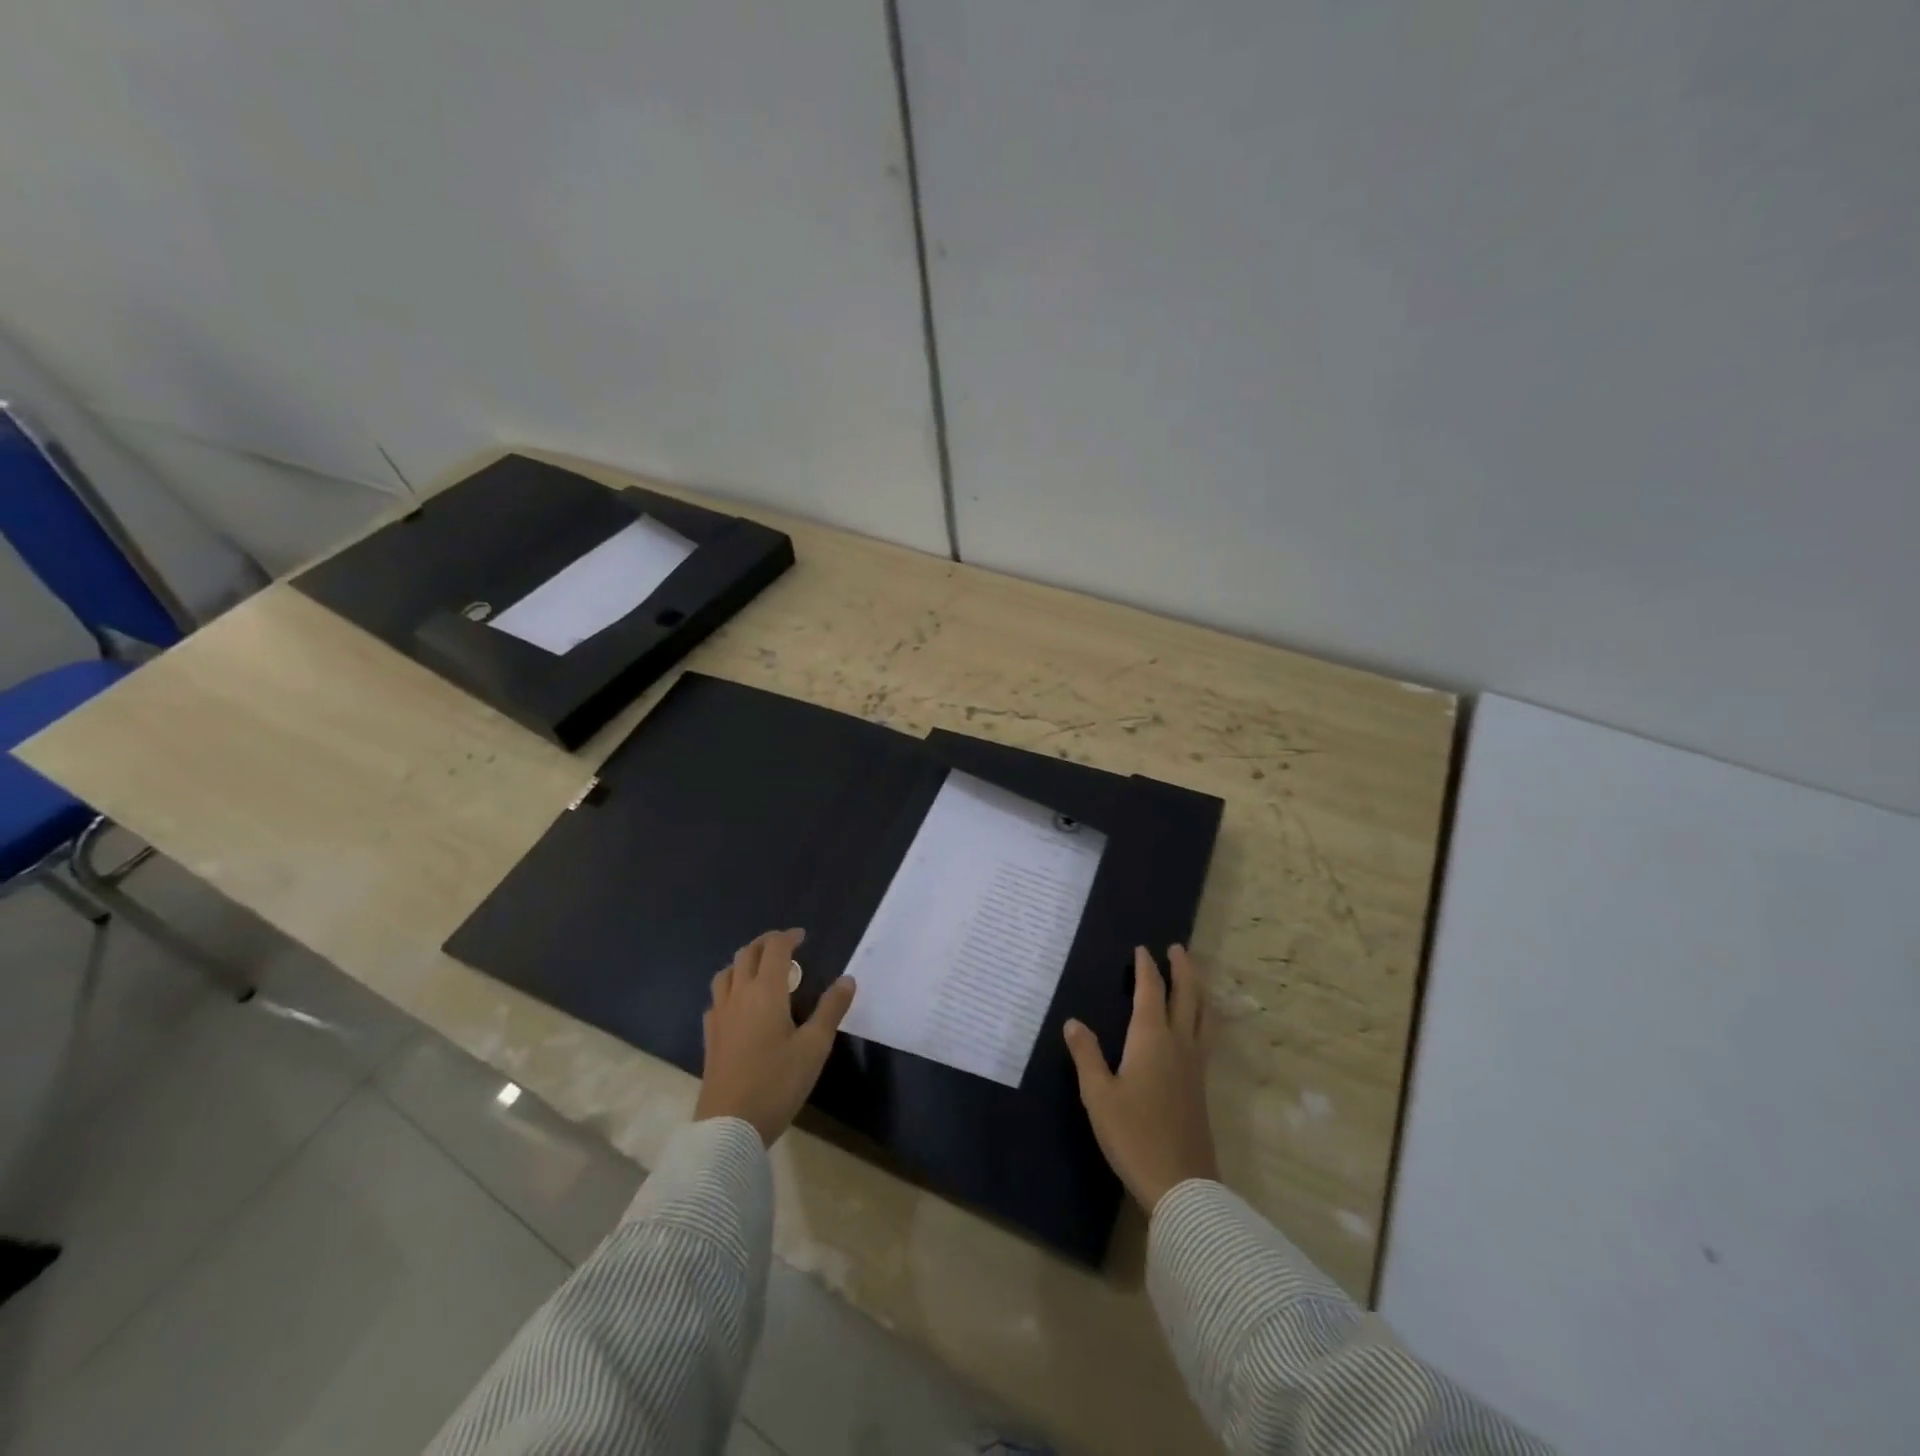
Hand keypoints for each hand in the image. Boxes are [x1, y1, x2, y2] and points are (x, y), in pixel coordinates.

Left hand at [694, 928, 856, 1146]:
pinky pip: (717, 997)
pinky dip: (731, 987)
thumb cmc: (777, 1083)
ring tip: (761, 970)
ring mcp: (720, 1015)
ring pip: (726, 973)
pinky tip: (740, 1004)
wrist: (729, 1126)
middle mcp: (739, 995)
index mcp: (766, 992)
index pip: (774, 949)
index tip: (802, 936)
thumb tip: (847, 979)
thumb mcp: (814, 1047)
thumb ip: (831, 1009)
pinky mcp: (710, 1036)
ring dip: (744, 962)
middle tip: (785, 947)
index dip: (788, 937)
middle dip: (766, 944)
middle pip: (747, 954)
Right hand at [1064, 944, 1217, 1213]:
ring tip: (1194, 976)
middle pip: (1187, 995)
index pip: (1151, 991)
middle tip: (1177, 948)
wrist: (1181, 1184)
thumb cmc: (1133, 1134)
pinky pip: (1207, 1035)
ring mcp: (1195, 1065)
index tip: (1142, 949)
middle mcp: (1179, 1043)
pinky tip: (1197, 1026)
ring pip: (1204, 1015)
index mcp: (1151, 1039)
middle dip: (1182, 969)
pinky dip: (1203, 1016)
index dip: (1146, 968)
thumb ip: (1087, 1056)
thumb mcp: (1098, 1095)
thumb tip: (1073, 1022)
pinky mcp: (1201, 1086)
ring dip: (1198, 989)